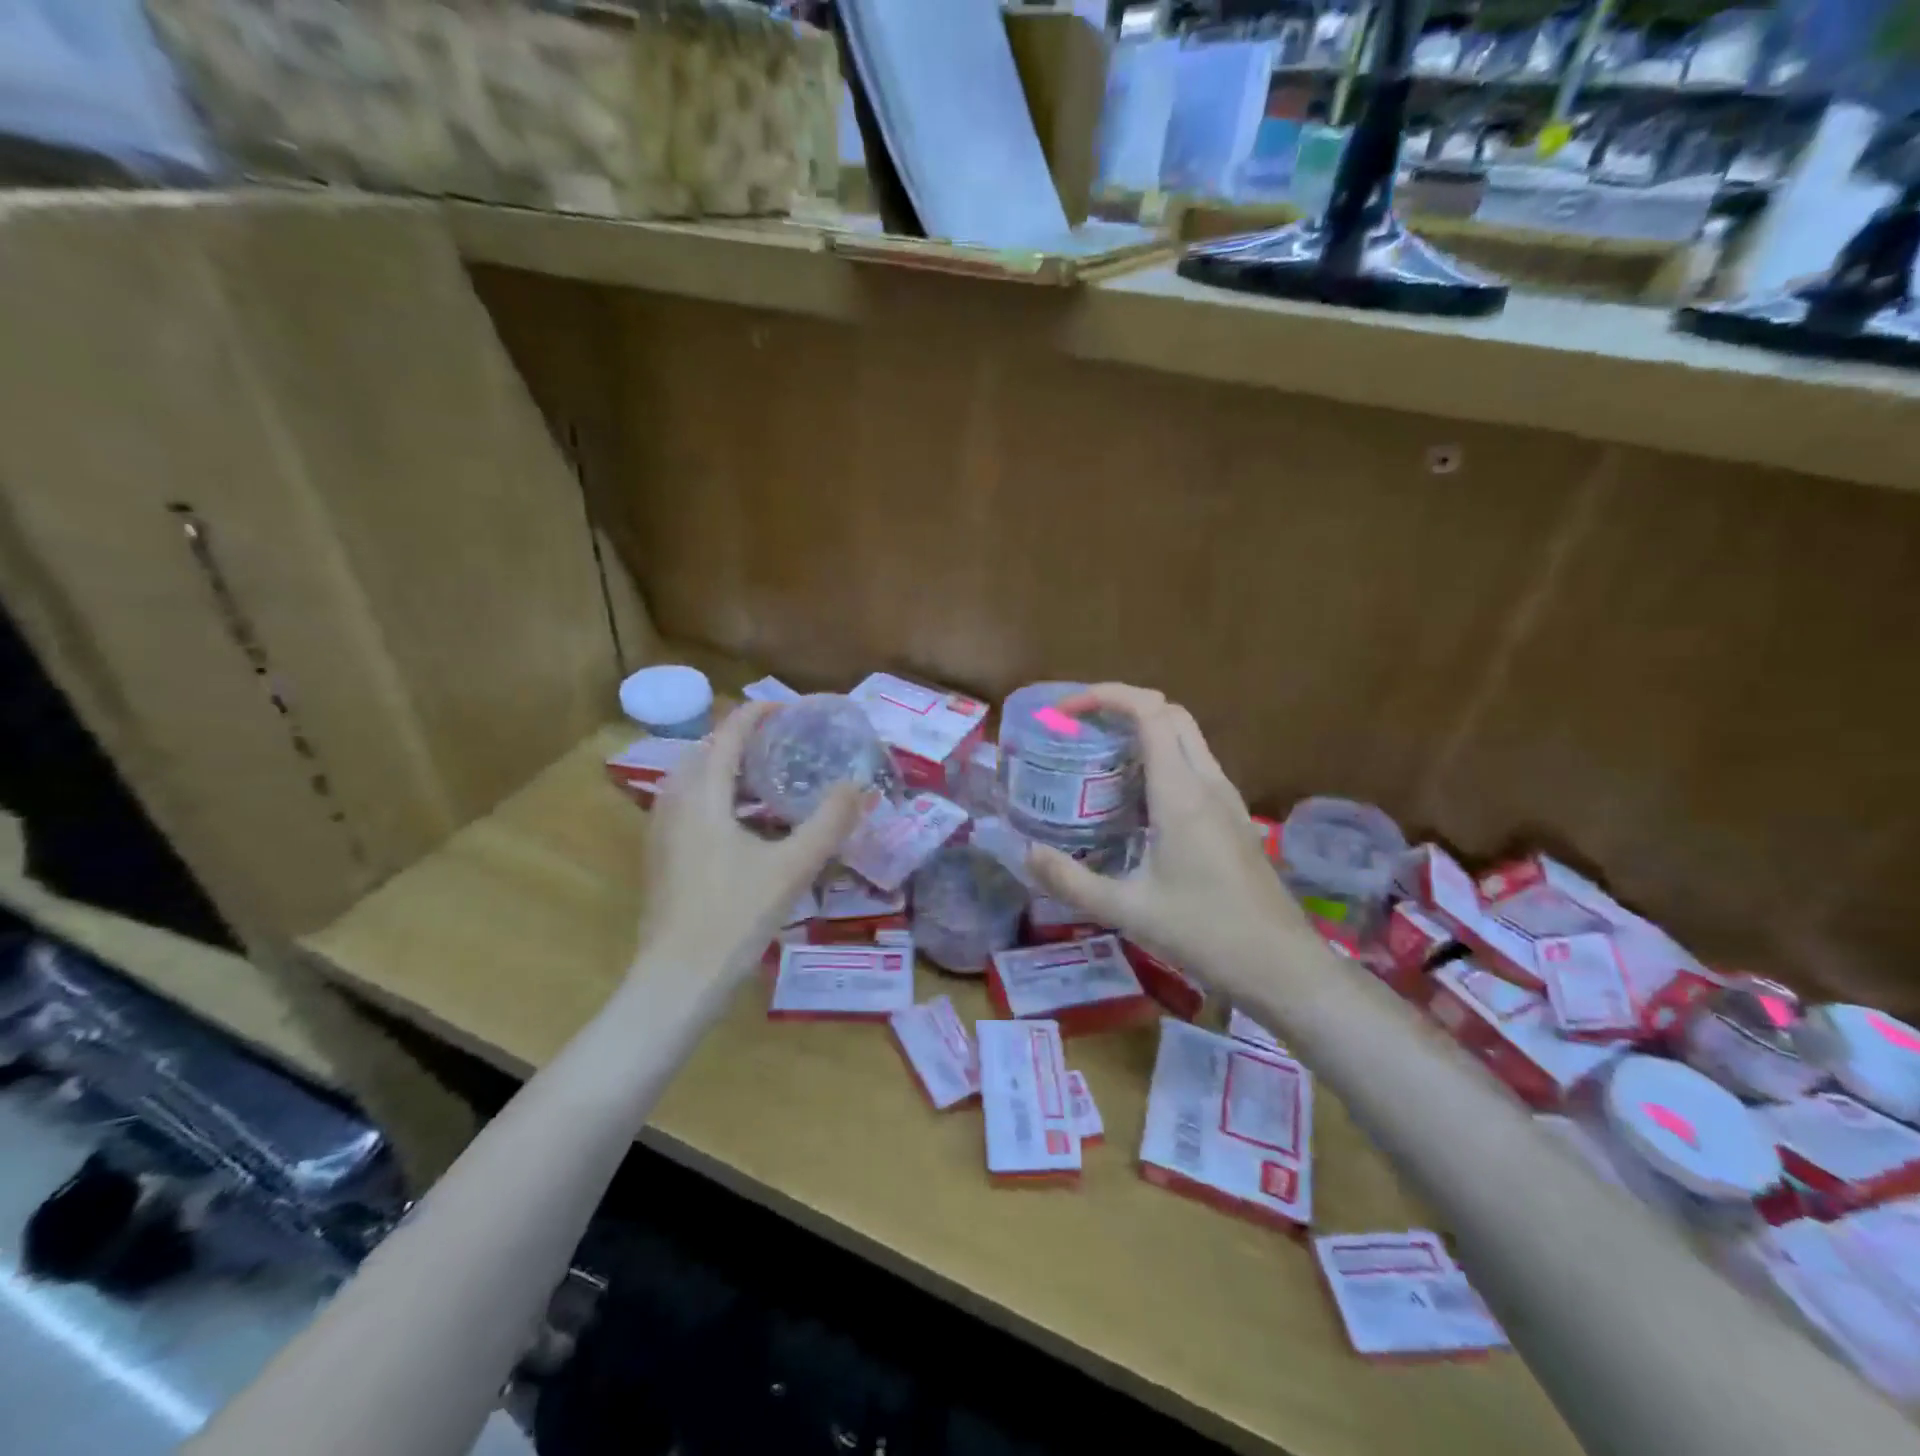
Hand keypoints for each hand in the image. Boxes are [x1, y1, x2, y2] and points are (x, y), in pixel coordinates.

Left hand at [628, 702, 864, 1015]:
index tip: (792, 709)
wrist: (677, 979)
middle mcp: (674, 801)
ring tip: (771, 779)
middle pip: (708, 750)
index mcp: (702, 794)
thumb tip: (860, 784)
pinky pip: (690, 804)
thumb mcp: (793, 867)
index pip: (728, 733)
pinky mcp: (661, 854)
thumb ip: (829, 822)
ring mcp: (661, 829)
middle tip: (786, 745)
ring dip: (730, 769)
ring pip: (696, 779)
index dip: (759, 713)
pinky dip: (719, 796)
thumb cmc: (735, 916)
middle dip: (744, 739)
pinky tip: (748, 824)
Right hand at [1025, 684, 1309, 999]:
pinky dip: (1161, 758)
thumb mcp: (1126, 910)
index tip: (1067, 711)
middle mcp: (1208, 783)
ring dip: (1144, 730)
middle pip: (1171, 713)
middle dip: (1123, 705)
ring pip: (1186, 737)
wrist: (1281, 966)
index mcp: (1181, 794)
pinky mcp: (1233, 817)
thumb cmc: (1204, 933)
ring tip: (1099, 756)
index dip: (1106, 696)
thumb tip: (1027, 854)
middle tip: (1080, 728)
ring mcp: (1227, 798)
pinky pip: (1195, 765)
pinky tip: (1134, 798)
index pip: (1150, 712)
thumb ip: (1070, 881)